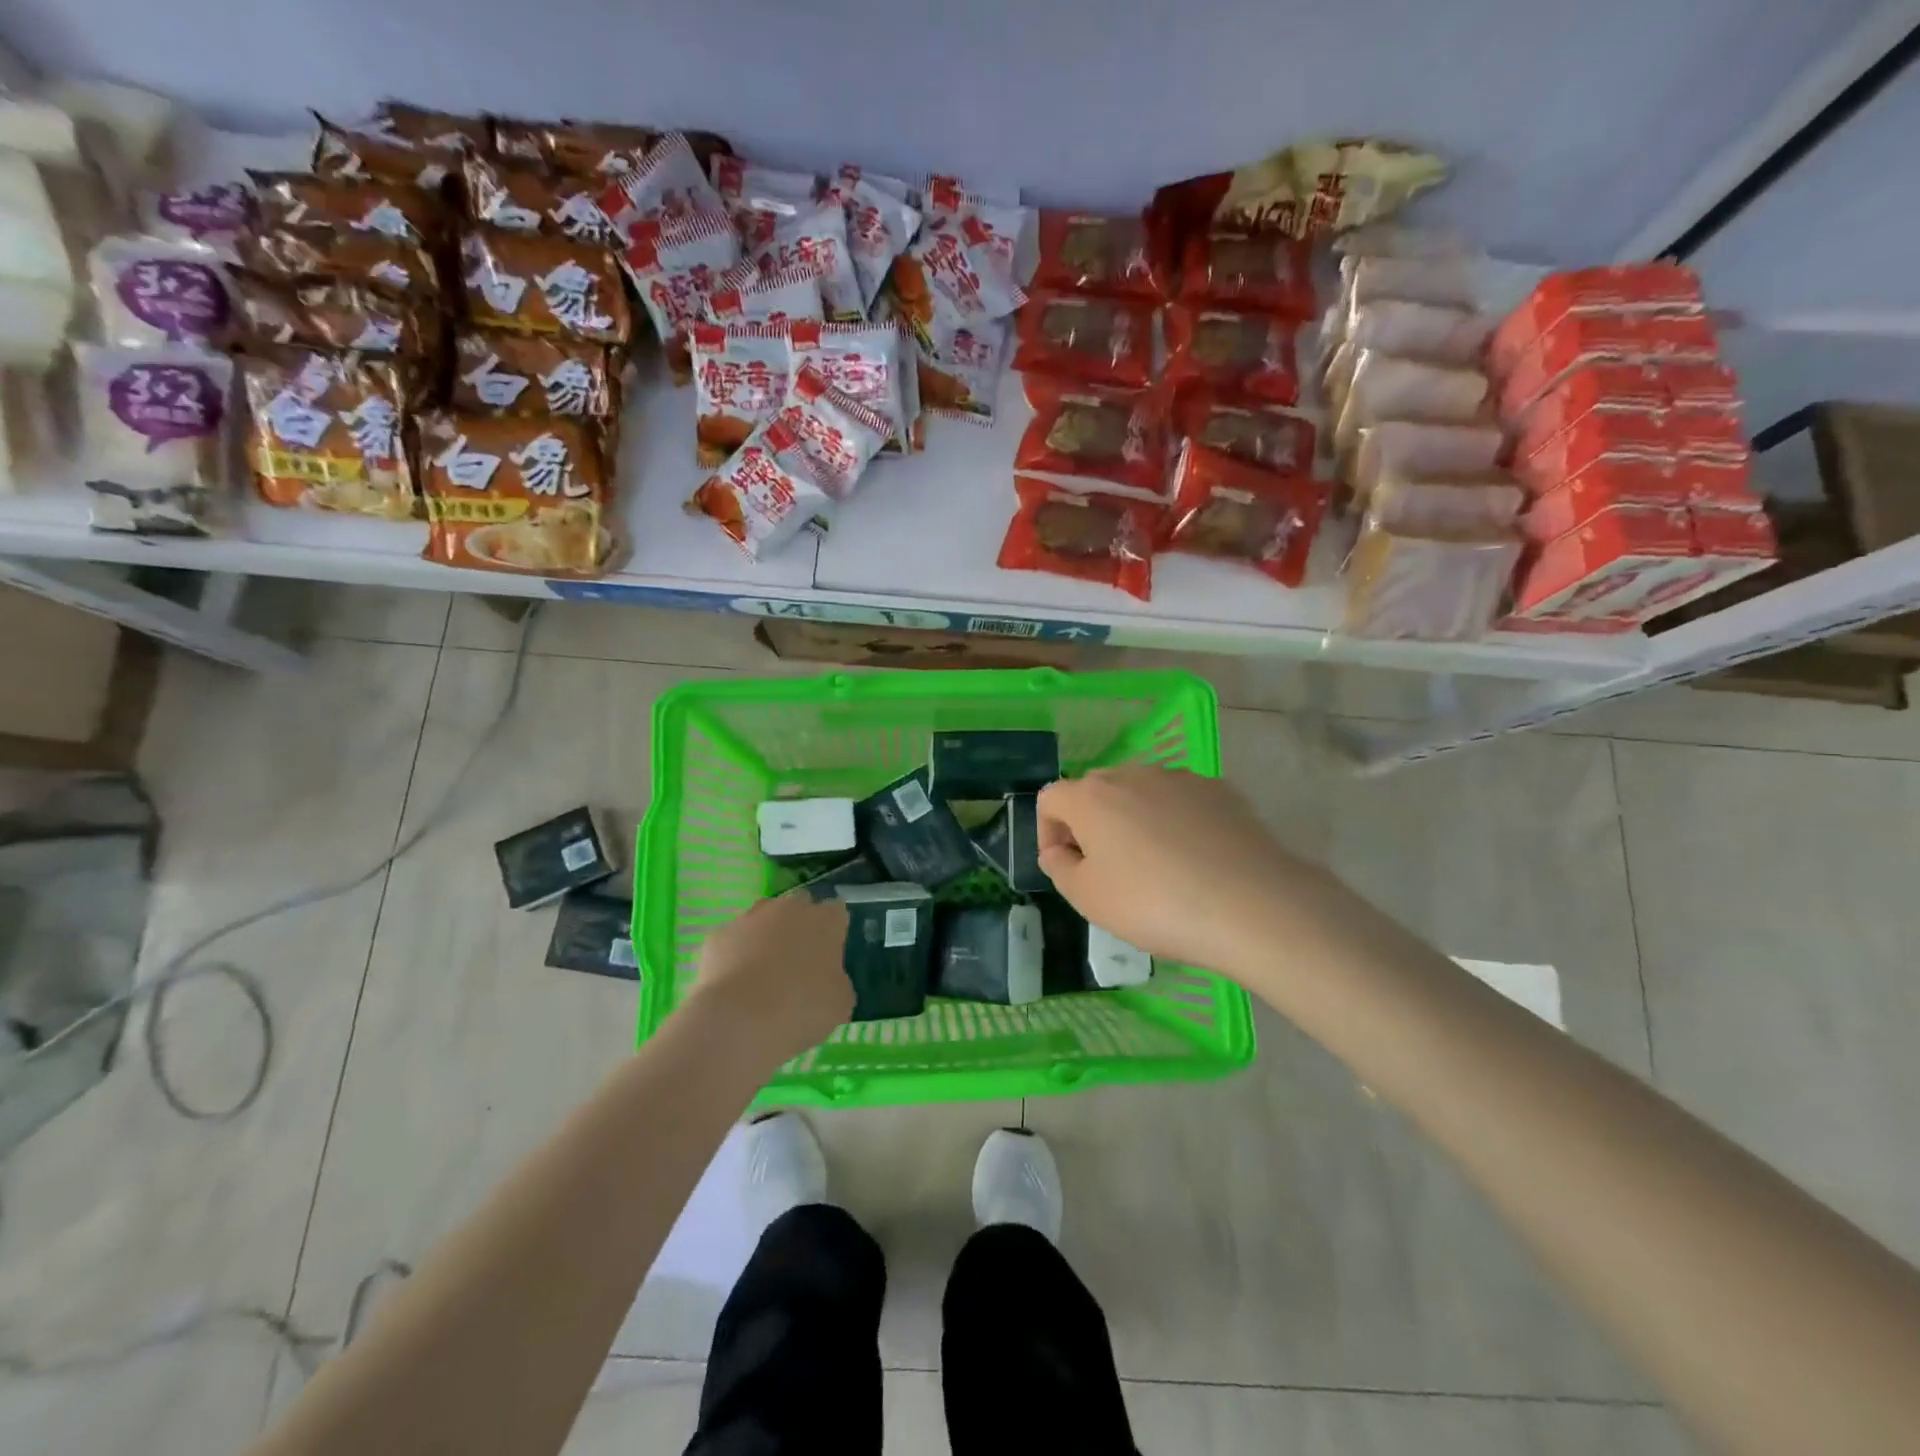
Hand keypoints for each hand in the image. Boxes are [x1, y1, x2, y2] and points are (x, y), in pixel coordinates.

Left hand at [686, 895, 851, 1066]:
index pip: (836, 912)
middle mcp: (789, 909)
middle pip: (798, 906)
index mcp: (825, 921)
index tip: (830, 953)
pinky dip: (736, 955)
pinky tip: (736, 984)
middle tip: (798, 961)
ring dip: (766, 936)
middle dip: (799, 926)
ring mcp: (750, 919)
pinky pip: (733, 941)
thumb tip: (827, 979)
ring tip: (764, 973)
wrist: (739, 1019)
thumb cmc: (802, 1009)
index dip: (833, 931)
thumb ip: (836, 980)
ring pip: (763, 918)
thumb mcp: (840, 1003)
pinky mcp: (718, 936)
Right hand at [1037, 765, 1326, 981]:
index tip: (1066, 866)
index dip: (1048, 832)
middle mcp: (1132, 773)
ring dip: (1133, 820)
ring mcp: (1180, 778)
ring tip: (1155, 866)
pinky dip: (1175, 822)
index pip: (1050, 798)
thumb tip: (1059, 850)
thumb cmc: (1155, 904)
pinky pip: (1181, 801)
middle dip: (1090, 824)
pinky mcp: (1220, 790)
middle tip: (1106, 870)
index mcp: (1091, 796)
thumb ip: (1059, 868)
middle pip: (1095, 790)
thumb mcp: (1088, 900)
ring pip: (1140, 792)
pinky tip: (1194, 859)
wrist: (1252, 905)